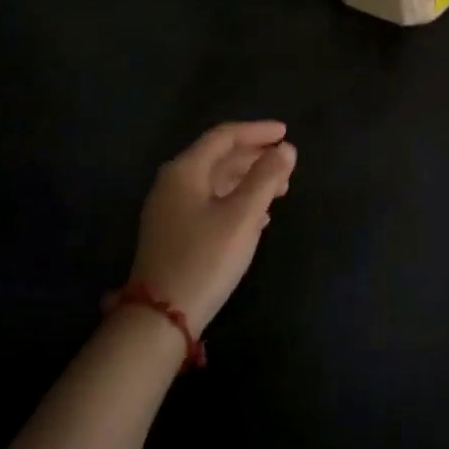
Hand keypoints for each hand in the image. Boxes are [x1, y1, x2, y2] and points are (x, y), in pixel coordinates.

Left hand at [130, 122, 296, 332]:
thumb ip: (266, 178)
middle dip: (255, 157)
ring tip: (281, 189)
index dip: (257, 131)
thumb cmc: (205, 258)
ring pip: (216, 182)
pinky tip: (259, 216)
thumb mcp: (242, 215)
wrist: (161, 317)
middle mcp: (173, 183)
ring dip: (249, 181)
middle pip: (219, 158)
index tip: (286, 133)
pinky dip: (237, 201)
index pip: (224, 137)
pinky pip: (211, 203)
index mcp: (185, 171)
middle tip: (287, 163)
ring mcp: (170, 210)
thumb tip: (286, 149)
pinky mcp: (174, 233)